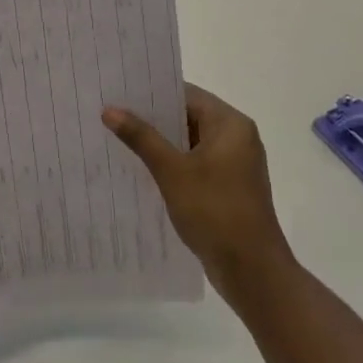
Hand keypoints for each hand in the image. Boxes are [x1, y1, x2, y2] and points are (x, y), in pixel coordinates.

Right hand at [103, 84, 294, 304]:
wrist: (252, 271)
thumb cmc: (215, 211)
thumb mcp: (172, 171)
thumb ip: (141, 137)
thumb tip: (110, 109)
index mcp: (231, 124)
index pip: (186, 94)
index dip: (152, 93)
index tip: (119, 91)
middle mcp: (237, 138)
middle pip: (188, 116)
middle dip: (152, 118)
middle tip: (111, 114)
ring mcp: (234, 164)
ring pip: (190, 142)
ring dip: (160, 142)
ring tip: (119, 138)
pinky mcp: (228, 187)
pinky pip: (195, 164)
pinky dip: (172, 163)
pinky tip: (142, 168)